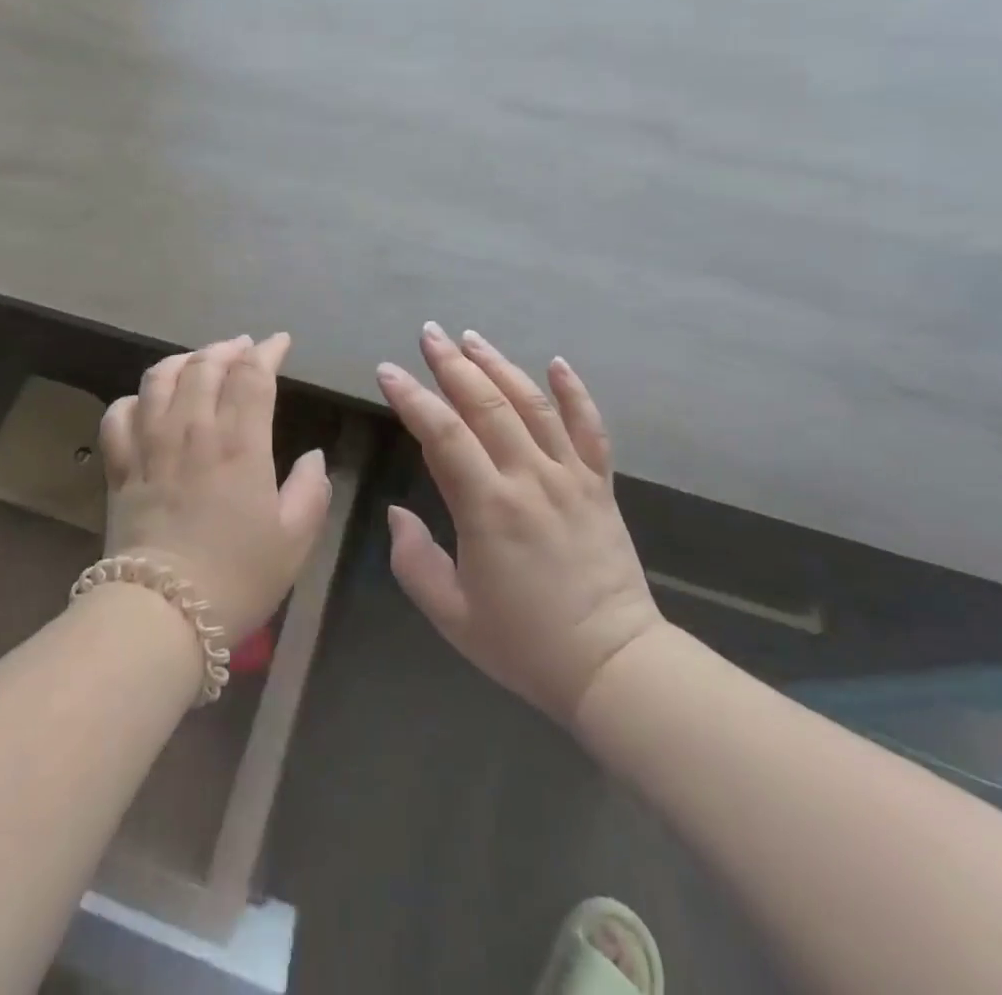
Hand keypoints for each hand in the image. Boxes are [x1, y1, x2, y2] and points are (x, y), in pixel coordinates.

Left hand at [99, 333, 330, 641]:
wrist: (161, 614)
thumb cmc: (237, 576)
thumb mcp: (295, 540)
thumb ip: (311, 491)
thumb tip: (312, 457)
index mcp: (240, 444)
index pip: (252, 376)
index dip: (267, 351)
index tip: (279, 342)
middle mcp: (193, 431)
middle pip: (204, 366)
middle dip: (227, 348)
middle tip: (243, 348)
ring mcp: (150, 445)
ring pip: (159, 378)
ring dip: (183, 361)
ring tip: (199, 361)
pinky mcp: (120, 467)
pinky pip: (119, 414)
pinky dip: (136, 398)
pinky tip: (148, 402)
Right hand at [376, 323, 662, 726]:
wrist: (614, 666)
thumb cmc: (524, 644)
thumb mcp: (451, 615)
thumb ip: (414, 561)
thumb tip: (398, 512)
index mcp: (488, 509)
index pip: (443, 435)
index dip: (412, 398)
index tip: (388, 370)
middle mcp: (530, 479)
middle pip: (487, 405)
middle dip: (452, 364)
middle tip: (429, 334)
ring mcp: (570, 478)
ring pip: (533, 405)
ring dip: (499, 366)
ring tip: (472, 338)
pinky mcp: (599, 486)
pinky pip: (590, 429)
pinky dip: (574, 393)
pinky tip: (557, 363)